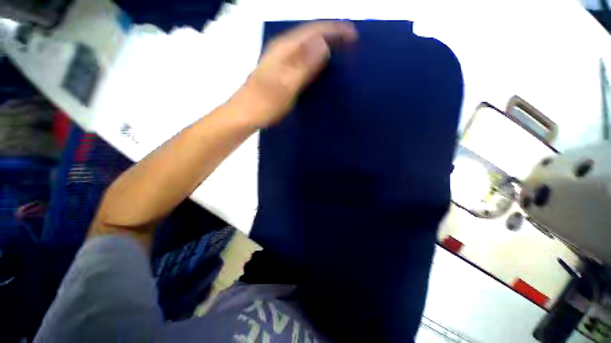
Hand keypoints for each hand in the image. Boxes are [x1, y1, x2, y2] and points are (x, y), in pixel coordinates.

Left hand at [233, 21, 357, 128]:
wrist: (245, 114)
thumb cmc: (265, 103)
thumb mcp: (287, 85)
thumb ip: (304, 65)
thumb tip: (324, 44)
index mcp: (285, 49)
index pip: (314, 31)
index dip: (335, 30)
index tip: (353, 35)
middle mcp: (282, 49)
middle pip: (310, 35)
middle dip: (332, 35)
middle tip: (350, 42)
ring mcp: (280, 60)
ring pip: (306, 46)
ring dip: (324, 45)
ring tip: (340, 51)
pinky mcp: (280, 71)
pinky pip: (301, 58)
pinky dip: (314, 58)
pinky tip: (320, 65)